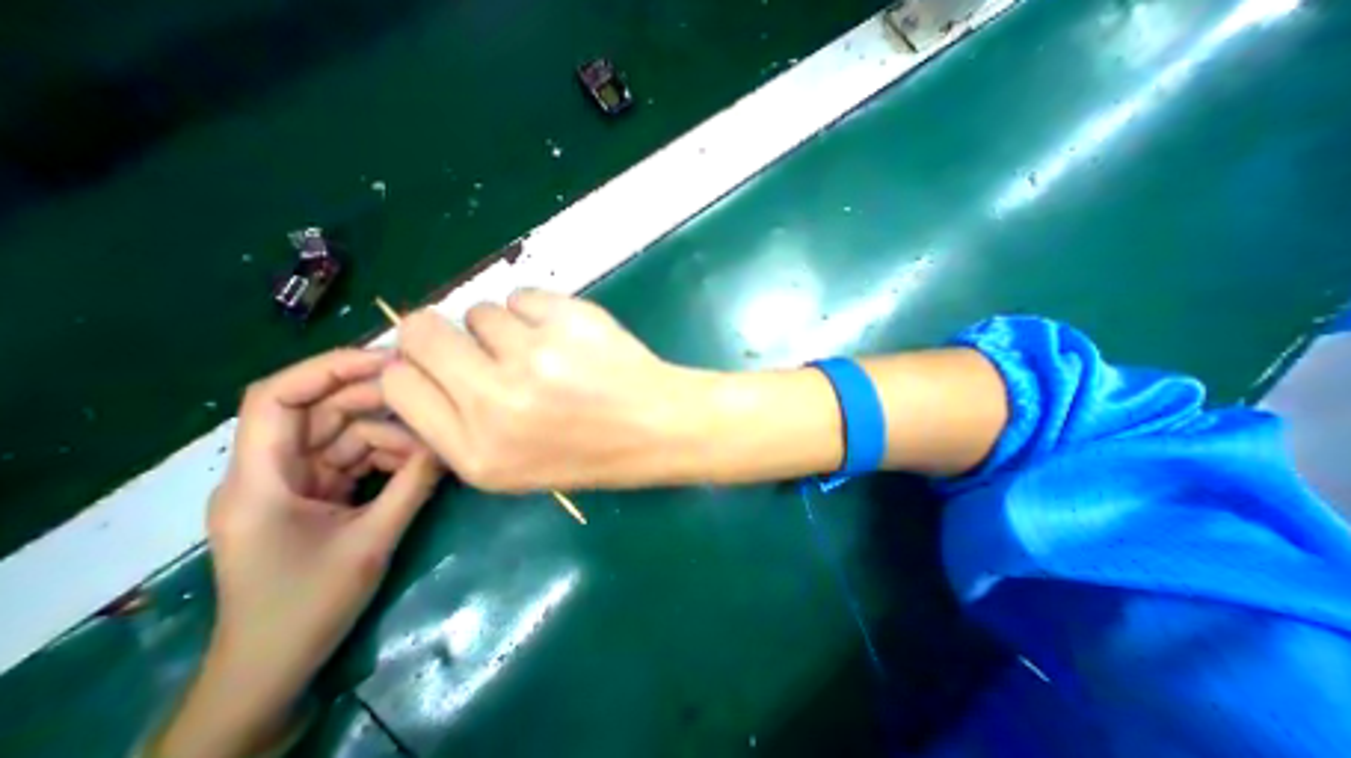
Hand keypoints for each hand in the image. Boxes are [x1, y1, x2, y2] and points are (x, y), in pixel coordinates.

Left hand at [154, 350, 436, 757]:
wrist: (274, 666)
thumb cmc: (307, 607)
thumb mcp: (371, 540)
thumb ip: (413, 485)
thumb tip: (452, 441)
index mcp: (260, 479)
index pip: (277, 398)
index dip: (329, 369)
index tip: (389, 360)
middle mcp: (272, 471)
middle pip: (322, 411)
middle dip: (378, 402)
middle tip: (432, 398)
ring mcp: (296, 482)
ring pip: (347, 435)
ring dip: (393, 436)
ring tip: (434, 449)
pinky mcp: (318, 494)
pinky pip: (357, 459)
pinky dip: (390, 457)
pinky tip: (421, 466)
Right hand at [380, 291, 716, 490]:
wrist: (657, 426)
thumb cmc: (590, 451)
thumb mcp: (513, 465)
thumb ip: (457, 422)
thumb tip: (418, 365)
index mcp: (476, 452)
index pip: (398, 383)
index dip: (416, 367)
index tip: (441, 365)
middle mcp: (496, 403)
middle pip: (422, 330)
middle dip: (441, 333)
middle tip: (480, 345)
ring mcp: (534, 356)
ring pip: (481, 311)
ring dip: (504, 328)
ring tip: (543, 352)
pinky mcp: (567, 320)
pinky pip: (523, 296)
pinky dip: (537, 312)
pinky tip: (566, 337)